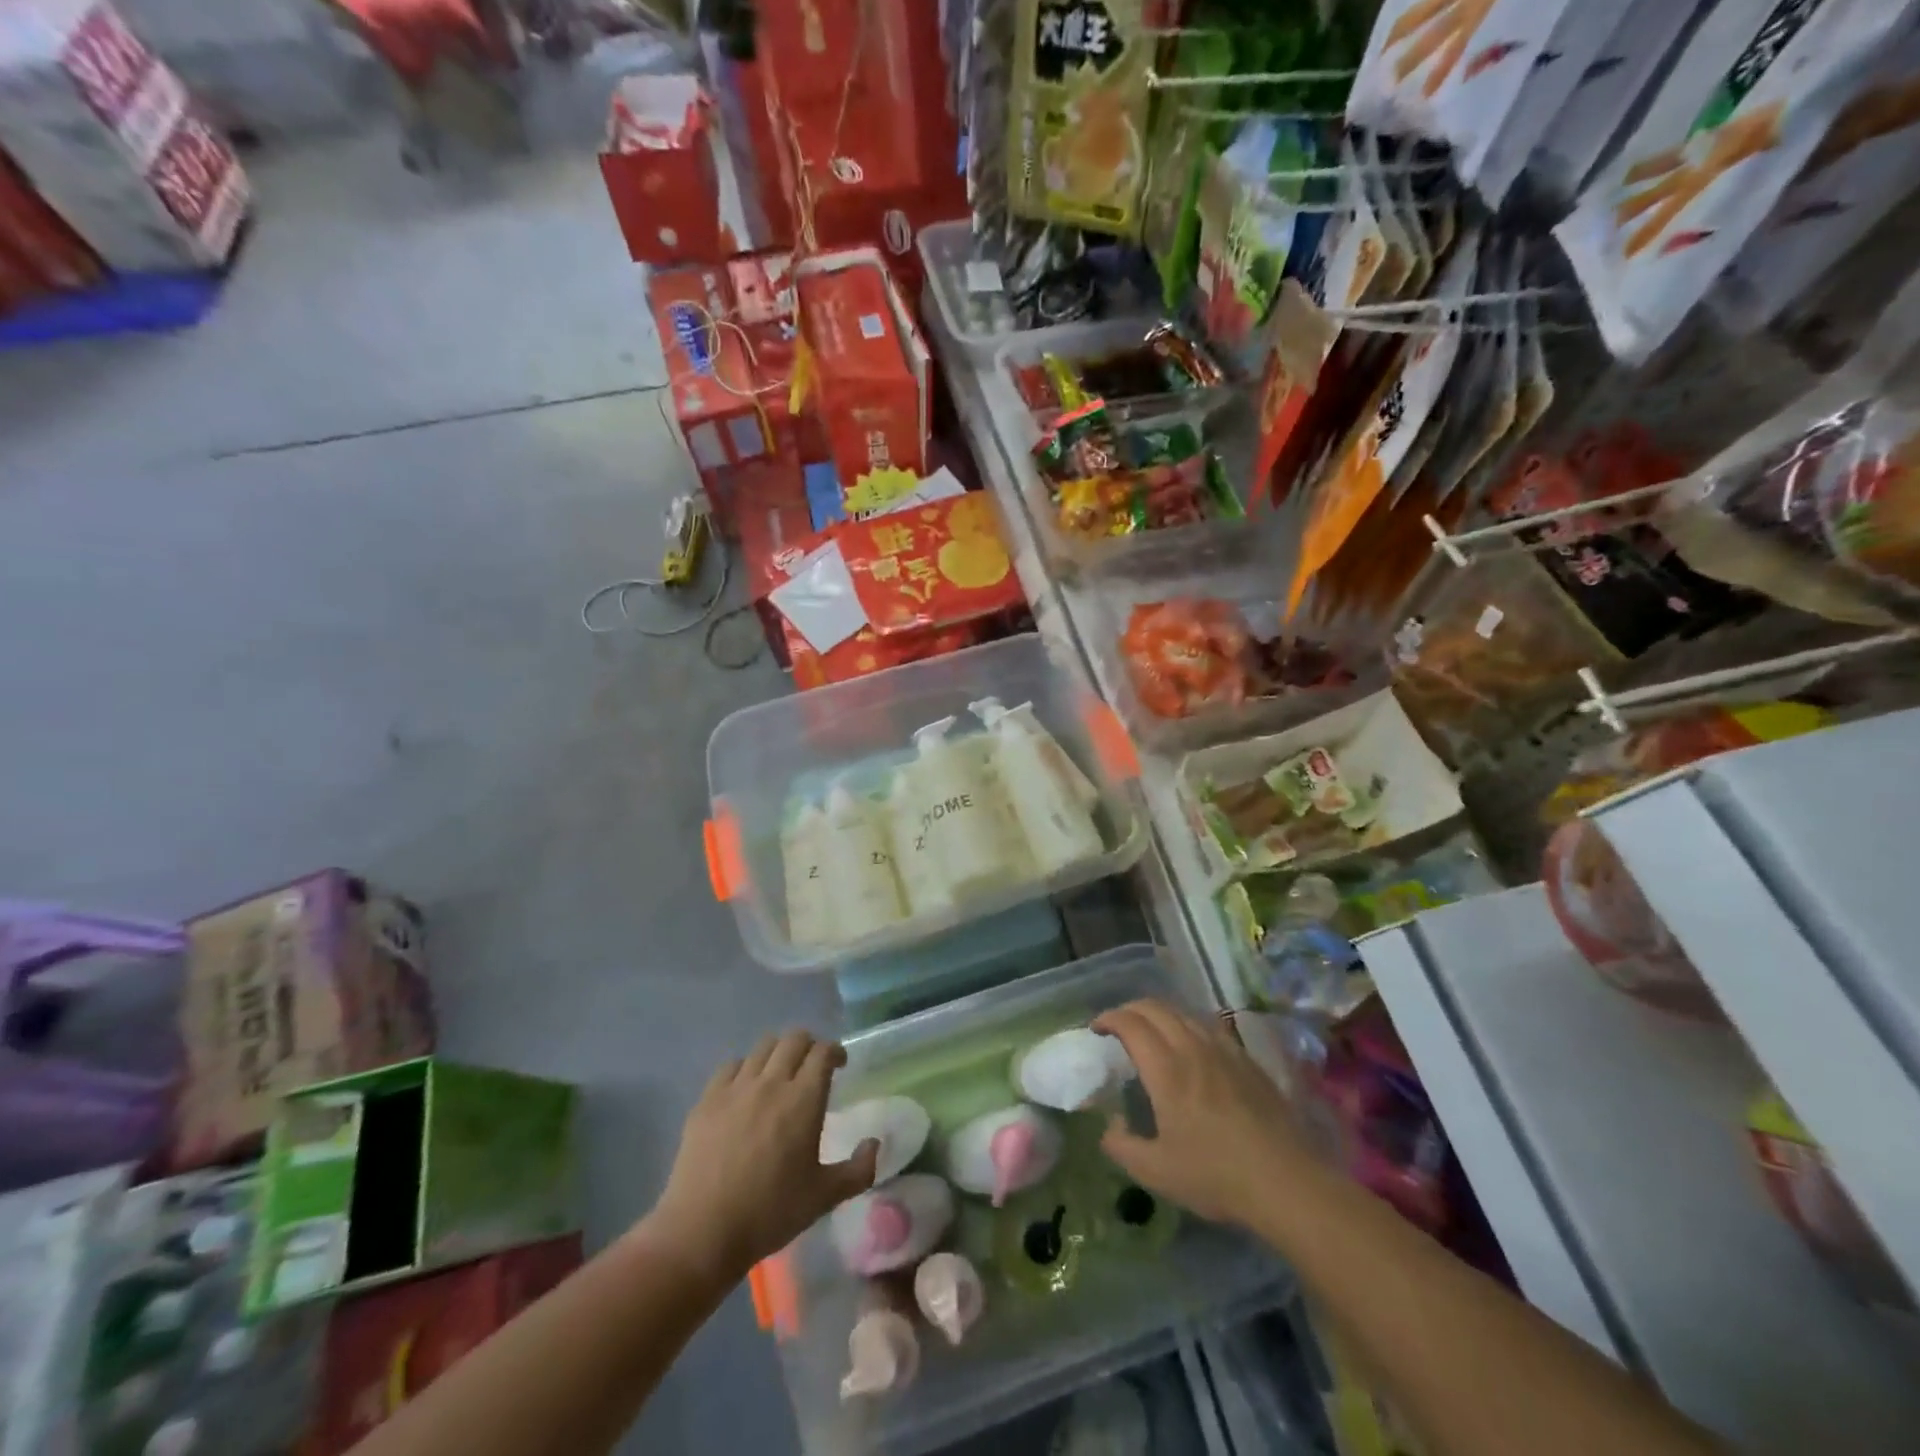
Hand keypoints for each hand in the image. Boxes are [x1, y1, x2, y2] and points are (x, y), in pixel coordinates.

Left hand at [650, 1031, 878, 1278]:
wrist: (702, 1232)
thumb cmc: (770, 1213)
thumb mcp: (824, 1197)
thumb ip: (858, 1169)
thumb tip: (875, 1144)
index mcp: (804, 1099)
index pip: (823, 1052)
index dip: (835, 1051)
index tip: (839, 1064)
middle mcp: (772, 1082)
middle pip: (794, 1039)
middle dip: (809, 1045)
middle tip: (812, 1066)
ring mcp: (736, 1088)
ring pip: (763, 1047)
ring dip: (778, 1053)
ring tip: (779, 1074)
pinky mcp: (708, 1099)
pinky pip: (731, 1066)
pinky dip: (744, 1069)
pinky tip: (745, 1089)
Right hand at [1093, 999, 1316, 1227]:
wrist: (1286, 1182)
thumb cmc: (1216, 1176)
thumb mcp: (1156, 1172)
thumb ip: (1122, 1146)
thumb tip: (1110, 1126)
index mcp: (1166, 1069)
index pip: (1130, 1023)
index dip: (1108, 1018)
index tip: (1096, 1029)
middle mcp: (1192, 1048)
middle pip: (1155, 1008)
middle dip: (1130, 1010)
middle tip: (1118, 1027)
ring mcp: (1223, 1050)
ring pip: (1183, 1013)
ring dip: (1159, 1014)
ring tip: (1151, 1033)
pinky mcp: (1247, 1060)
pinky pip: (1209, 1026)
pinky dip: (1187, 1025)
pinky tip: (1191, 1047)